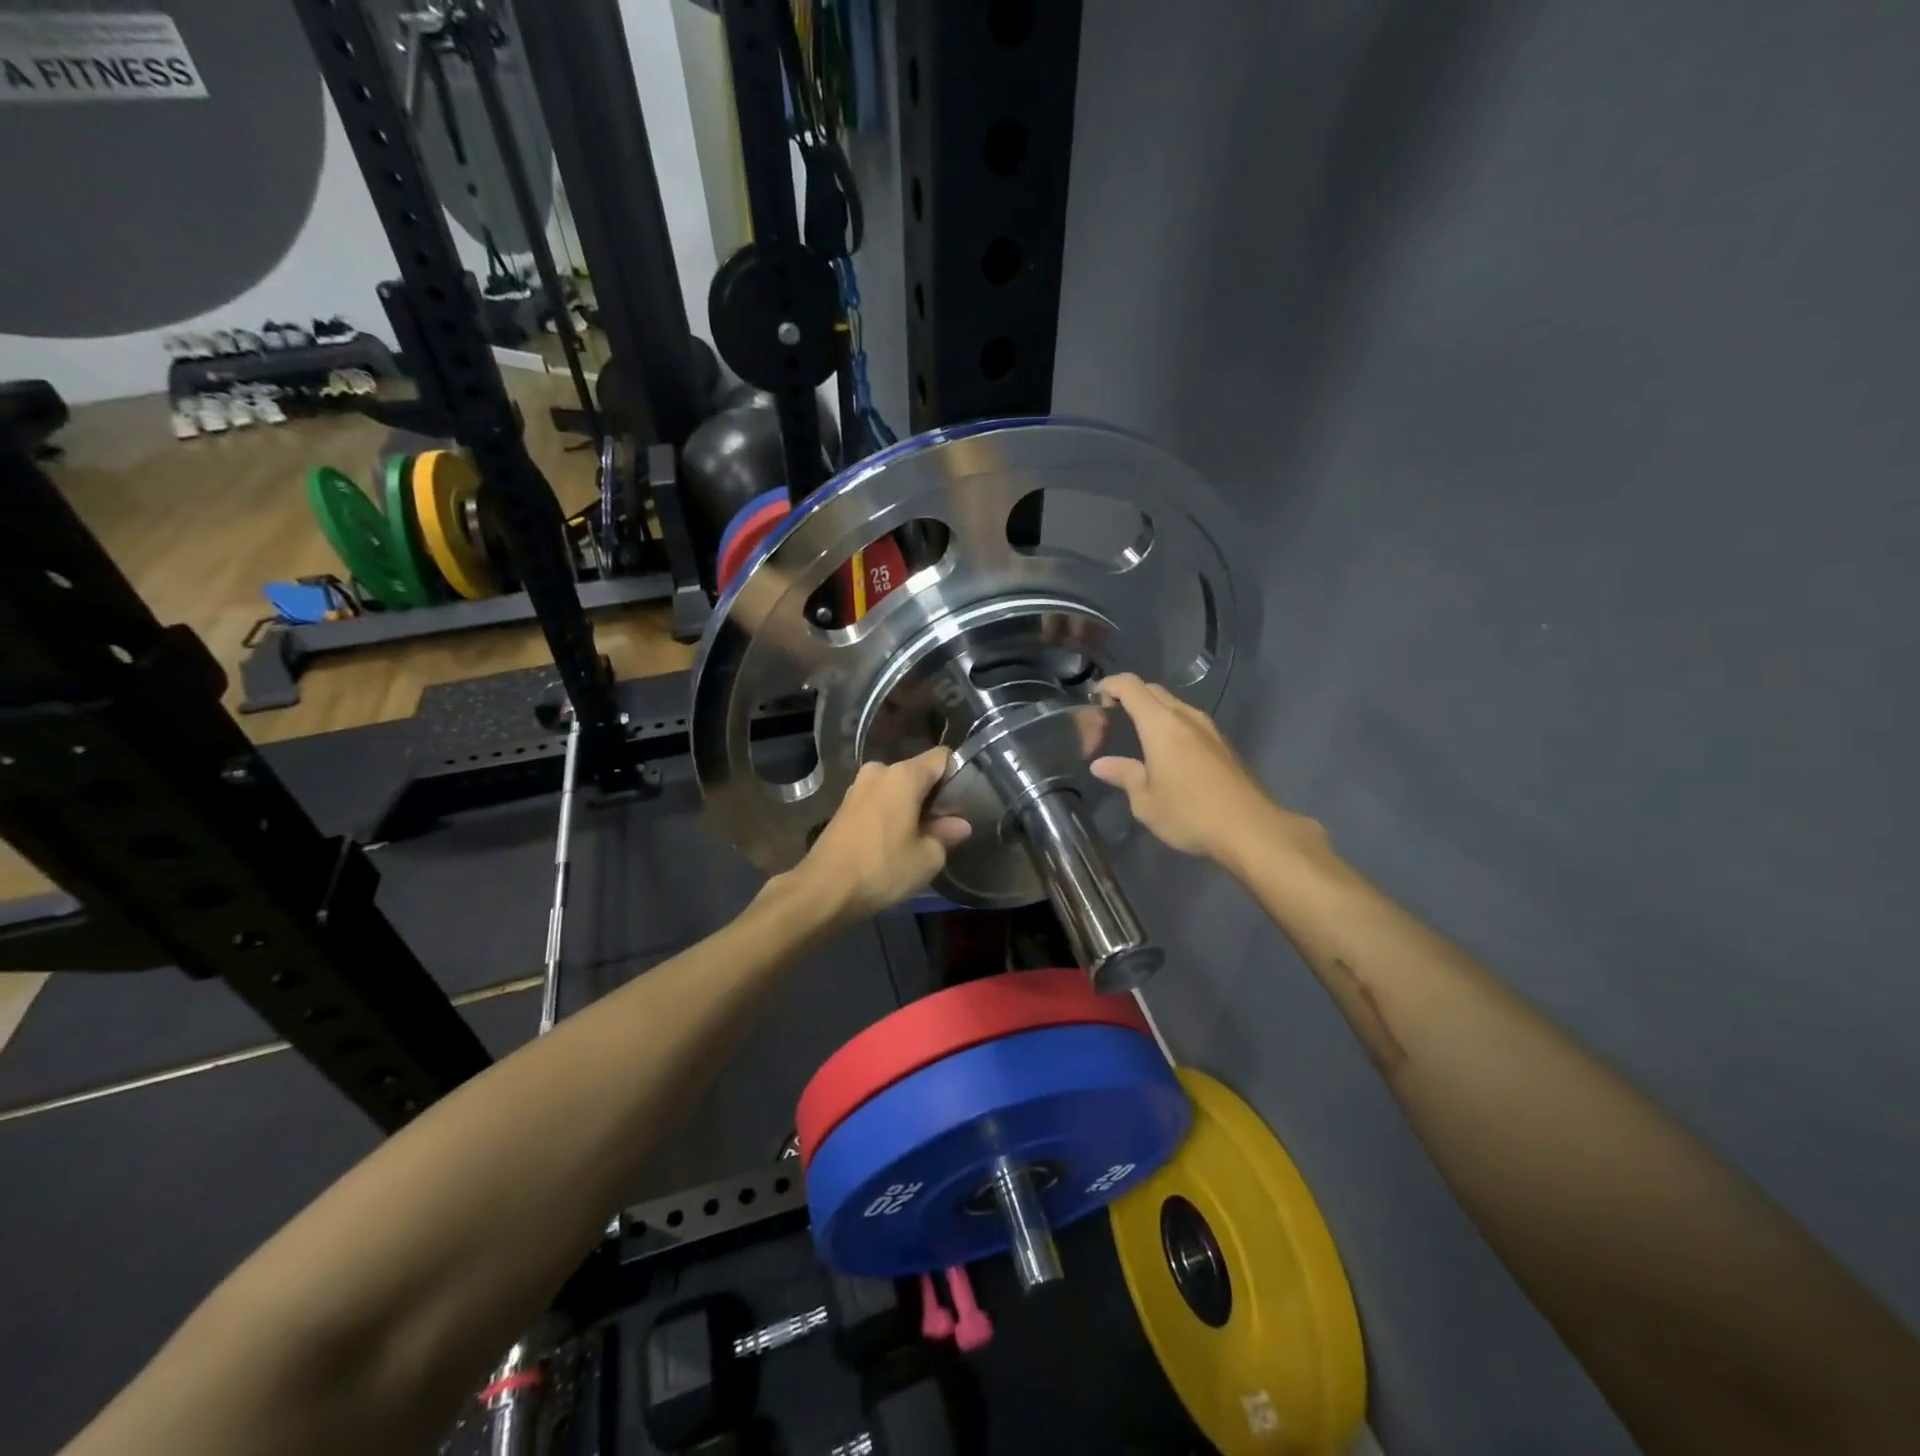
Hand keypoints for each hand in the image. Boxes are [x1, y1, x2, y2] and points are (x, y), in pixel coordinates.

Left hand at [787, 747, 971, 920]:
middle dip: (934, 796)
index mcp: (904, 775)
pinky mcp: (845, 806)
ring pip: (897, 789)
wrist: (823, 889)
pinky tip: (894, 842)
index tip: (963, 804)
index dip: (957, 776)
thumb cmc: (882, 868)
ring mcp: (858, 787)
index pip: (942, 758)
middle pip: (918, 773)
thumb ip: (947, 834)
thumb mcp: (927, 857)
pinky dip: (891, 815)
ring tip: (920, 838)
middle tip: (945, 828)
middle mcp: (879, 771)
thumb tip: (959, 825)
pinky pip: (879, 801)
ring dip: (911, 807)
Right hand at [1091, 674, 1321, 867]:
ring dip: (1152, 711)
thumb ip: (1123, 775)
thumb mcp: (1145, 800)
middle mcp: (1185, 716)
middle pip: (1152, 690)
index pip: (1130, 686)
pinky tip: (1166, 753)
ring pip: (1174, 705)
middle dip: (1128, 697)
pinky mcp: (1223, 743)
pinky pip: (1189, 721)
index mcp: (1161, 724)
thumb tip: (1100, 765)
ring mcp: (1209, 728)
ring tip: (1136, 736)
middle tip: (1110, 720)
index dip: (1109, 685)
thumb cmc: (1189, 813)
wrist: (1250, 828)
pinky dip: (1170, 725)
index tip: (1094, 700)